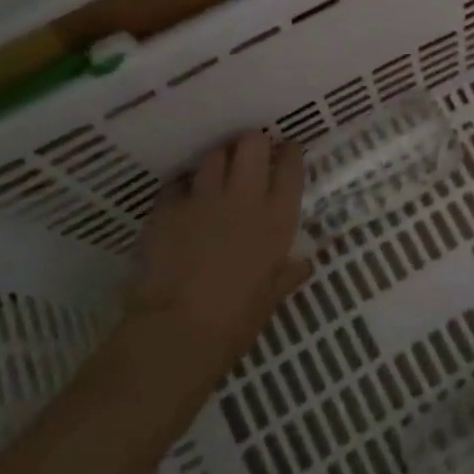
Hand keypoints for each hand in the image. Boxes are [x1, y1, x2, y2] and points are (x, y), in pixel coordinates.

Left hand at [126, 131, 308, 375]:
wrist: (177, 330)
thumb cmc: (237, 319)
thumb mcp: (273, 296)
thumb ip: (290, 272)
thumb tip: (304, 263)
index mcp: (278, 217)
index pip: (290, 165)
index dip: (289, 153)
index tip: (287, 154)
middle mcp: (245, 196)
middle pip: (252, 143)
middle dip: (253, 143)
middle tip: (251, 157)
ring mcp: (204, 197)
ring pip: (214, 154)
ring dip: (219, 159)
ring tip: (217, 173)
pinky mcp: (168, 206)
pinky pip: (179, 182)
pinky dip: (184, 186)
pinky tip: (184, 199)